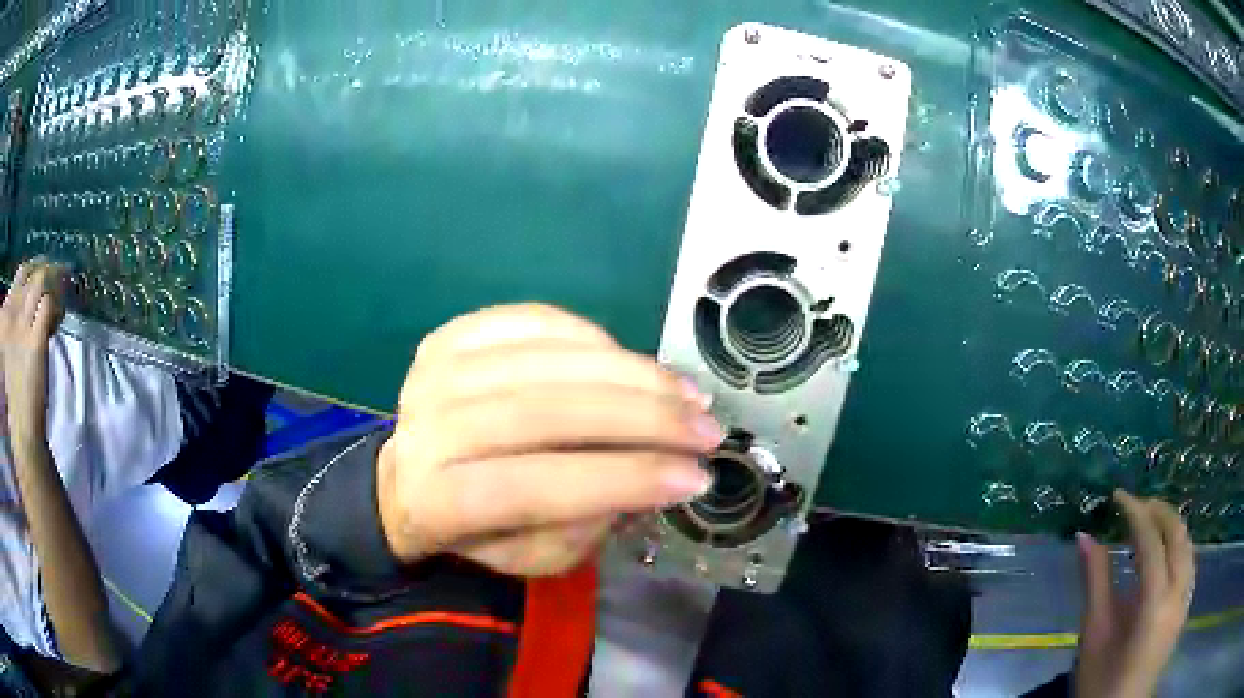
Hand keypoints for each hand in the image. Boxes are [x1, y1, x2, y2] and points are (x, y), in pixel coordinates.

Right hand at [0, 259, 65, 439]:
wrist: (22, 428)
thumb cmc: (18, 395)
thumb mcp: (14, 350)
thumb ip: (20, 325)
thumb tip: (38, 304)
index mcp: (7, 316)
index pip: (22, 272)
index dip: (35, 268)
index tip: (46, 273)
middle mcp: (13, 314)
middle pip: (31, 271)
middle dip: (47, 269)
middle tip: (61, 277)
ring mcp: (23, 326)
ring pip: (40, 281)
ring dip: (55, 282)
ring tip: (65, 290)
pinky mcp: (35, 341)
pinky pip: (47, 305)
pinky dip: (56, 305)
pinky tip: (61, 316)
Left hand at [376, 304, 719, 576]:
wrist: (412, 475)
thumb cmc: (476, 529)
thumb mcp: (529, 557)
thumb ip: (582, 528)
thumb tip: (646, 474)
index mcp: (439, 501)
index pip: (536, 487)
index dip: (623, 479)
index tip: (695, 478)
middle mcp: (429, 428)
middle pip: (544, 413)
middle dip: (643, 419)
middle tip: (706, 429)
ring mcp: (436, 372)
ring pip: (548, 363)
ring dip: (633, 374)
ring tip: (687, 394)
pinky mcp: (450, 335)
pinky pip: (534, 322)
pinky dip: (595, 338)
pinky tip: (633, 363)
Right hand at [1073, 490, 1194, 697]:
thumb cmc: (1100, 683)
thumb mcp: (1094, 637)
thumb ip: (1095, 582)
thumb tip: (1083, 537)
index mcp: (1155, 602)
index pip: (1151, 540)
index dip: (1136, 511)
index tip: (1117, 495)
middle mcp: (1179, 592)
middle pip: (1177, 532)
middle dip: (1158, 510)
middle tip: (1135, 504)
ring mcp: (1186, 598)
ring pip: (1187, 543)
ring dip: (1171, 526)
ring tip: (1149, 524)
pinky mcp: (1186, 606)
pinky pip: (1189, 561)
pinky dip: (1178, 546)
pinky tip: (1165, 554)